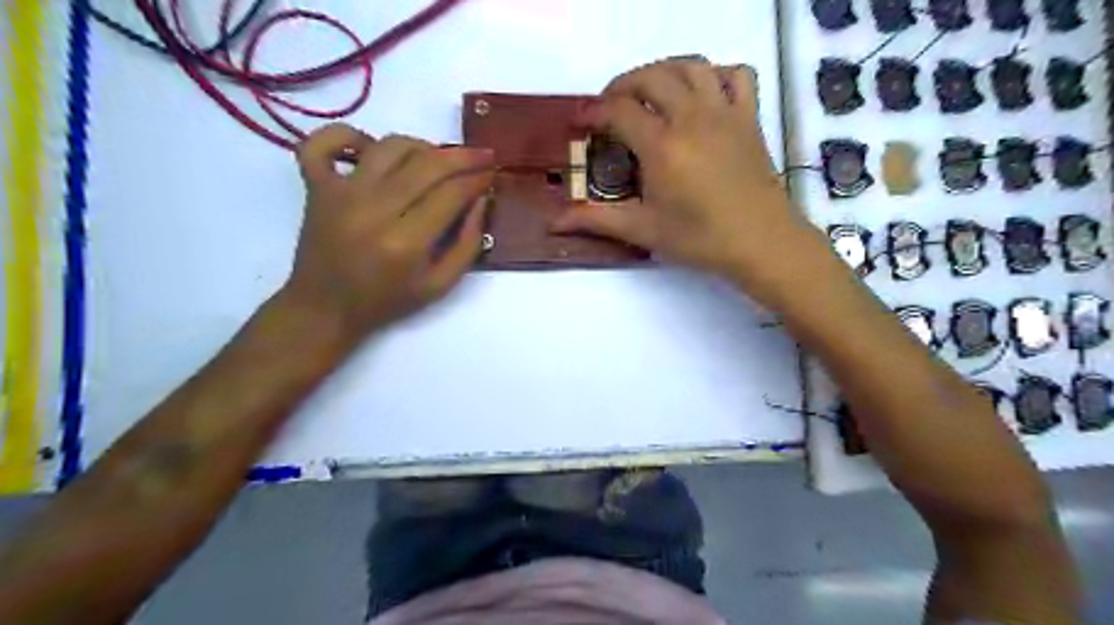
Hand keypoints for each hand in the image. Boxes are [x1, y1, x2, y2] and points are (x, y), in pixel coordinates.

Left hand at [276, 122, 490, 342]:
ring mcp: (340, 193)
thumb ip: (467, 244)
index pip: (451, 193)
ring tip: (436, 160)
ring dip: (421, 146)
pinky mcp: (316, 186)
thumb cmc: (386, 301)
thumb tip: (480, 200)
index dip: (478, 179)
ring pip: (389, 146)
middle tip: (482, 156)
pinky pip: (324, 141)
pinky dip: (348, 134)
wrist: (325, 308)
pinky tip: (370, 149)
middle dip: (462, 156)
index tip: (492, 174)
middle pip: (427, 164)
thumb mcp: (440, 286)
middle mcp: (373, 210)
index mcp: (406, 243)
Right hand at [553, 55, 830, 304]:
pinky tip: (703, 95)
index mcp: (662, 145)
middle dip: (623, 84)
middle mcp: (692, 117)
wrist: (761, 243)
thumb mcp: (643, 230)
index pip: (619, 110)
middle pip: (652, 76)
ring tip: (650, 94)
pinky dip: (716, 74)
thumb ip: (596, 220)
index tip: (579, 122)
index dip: (593, 111)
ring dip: (664, 72)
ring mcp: (725, 112)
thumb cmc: (700, 239)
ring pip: (692, 66)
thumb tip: (553, 223)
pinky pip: (737, 75)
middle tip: (610, 107)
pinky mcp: (749, 118)